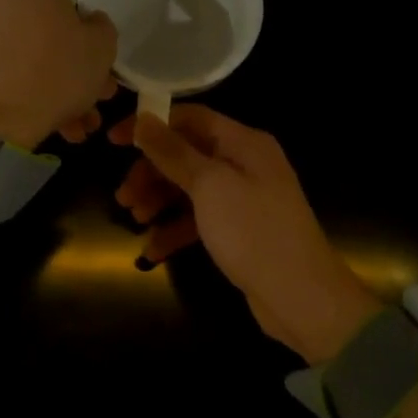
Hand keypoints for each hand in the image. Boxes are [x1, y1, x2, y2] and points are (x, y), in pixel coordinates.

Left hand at [0, 0, 118, 150]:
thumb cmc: (54, 74)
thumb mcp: (100, 48)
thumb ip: (100, 24)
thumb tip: (86, 19)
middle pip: (52, 2)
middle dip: (80, 33)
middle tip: (102, 61)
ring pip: (38, 37)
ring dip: (64, 66)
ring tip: (87, 108)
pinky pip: (19, 55)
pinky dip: (41, 77)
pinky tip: (65, 118)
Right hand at [110, 105, 383, 363]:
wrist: (302, 299)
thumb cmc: (253, 231)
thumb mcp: (208, 186)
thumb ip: (173, 151)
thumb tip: (143, 118)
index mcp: (243, 142)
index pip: (190, 118)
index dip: (151, 124)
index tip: (114, 140)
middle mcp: (244, 163)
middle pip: (186, 154)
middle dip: (151, 172)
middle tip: (123, 195)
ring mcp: (243, 198)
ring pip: (190, 187)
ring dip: (159, 200)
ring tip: (134, 218)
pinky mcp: (239, 230)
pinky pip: (199, 219)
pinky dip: (175, 229)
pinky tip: (152, 250)